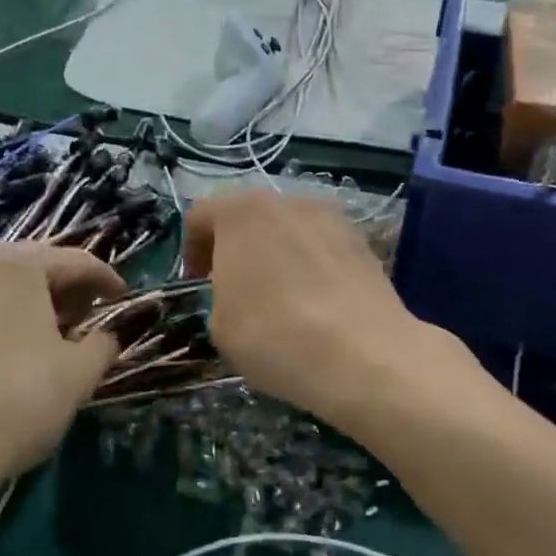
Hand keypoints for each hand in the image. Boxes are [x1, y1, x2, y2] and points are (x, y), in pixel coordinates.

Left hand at [0, 244, 123, 520]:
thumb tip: (110, 334)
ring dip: (20, 302)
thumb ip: (104, 344)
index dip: (106, 280)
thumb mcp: (78, 376)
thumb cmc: (14, 402)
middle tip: (82, 315)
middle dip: (61, 287)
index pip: (77, 261)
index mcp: (19, 264)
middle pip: (30, 265)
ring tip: (38, 333)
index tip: (122, 299)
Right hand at [183, 192, 451, 432]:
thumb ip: (221, 293)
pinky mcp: (361, 240)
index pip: (201, 214)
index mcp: (241, 213)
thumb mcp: (220, 325)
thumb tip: (242, 290)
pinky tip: (315, 300)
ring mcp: (330, 217)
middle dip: (237, 244)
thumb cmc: (274, 335)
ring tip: (280, 293)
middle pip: (249, 214)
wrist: (362, 354)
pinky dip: (310, 263)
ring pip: (289, 227)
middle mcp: (286, 201)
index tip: (197, 280)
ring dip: (276, 251)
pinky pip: (321, 245)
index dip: (192, 247)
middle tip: (235, 284)